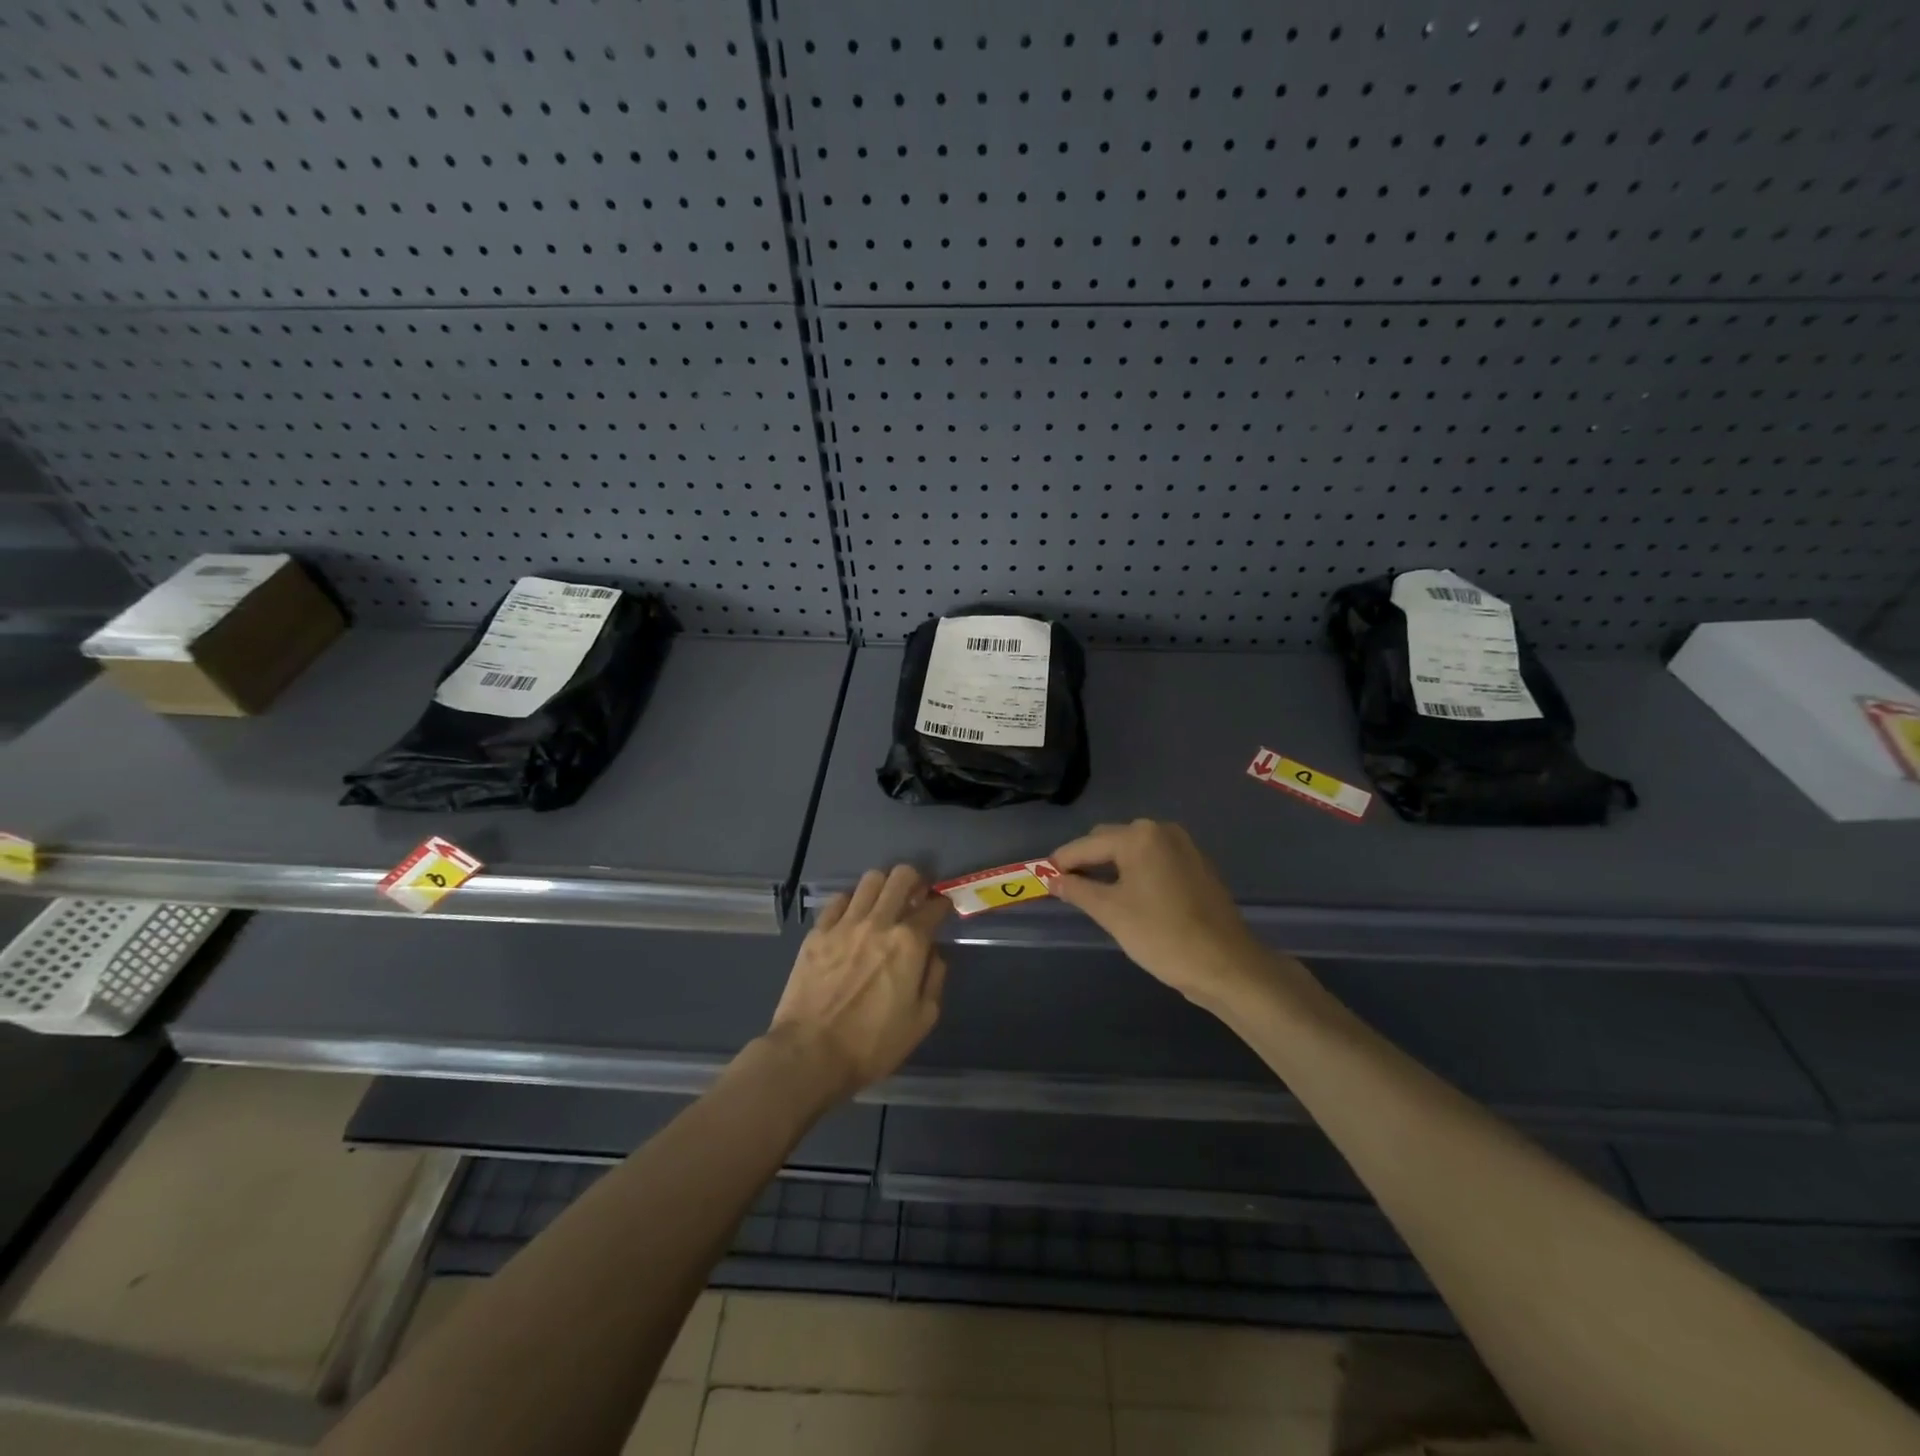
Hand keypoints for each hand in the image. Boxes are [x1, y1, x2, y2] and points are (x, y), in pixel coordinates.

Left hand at [767, 865, 949, 1103]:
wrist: (810, 1054)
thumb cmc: (872, 1044)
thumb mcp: (921, 1020)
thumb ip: (934, 978)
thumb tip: (933, 953)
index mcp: (909, 943)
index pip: (934, 906)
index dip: (942, 905)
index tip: (942, 910)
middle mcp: (879, 922)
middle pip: (901, 876)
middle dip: (914, 881)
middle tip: (914, 896)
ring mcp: (845, 924)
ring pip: (870, 880)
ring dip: (883, 887)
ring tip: (884, 903)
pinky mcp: (818, 932)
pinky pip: (839, 900)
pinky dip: (851, 902)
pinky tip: (853, 918)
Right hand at [1050, 820, 1268, 1006]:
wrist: (1226, 965)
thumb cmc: (1162, 935)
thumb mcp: (1111, 912)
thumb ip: (1078, 889)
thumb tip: (1053, 879)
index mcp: (1138, 836)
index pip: (1086, 845)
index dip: (1062, 861)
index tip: (1042, 877)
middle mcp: (1161, 830)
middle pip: (1110, 840)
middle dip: (1087, 861)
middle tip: (1068, 888)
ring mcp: (1183, 846)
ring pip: (1133, 850)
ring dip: (1111, 866)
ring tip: (1095, 894)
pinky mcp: (1197, 865)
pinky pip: (1154, 860)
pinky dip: (1136, 872)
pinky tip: (1129, 897)